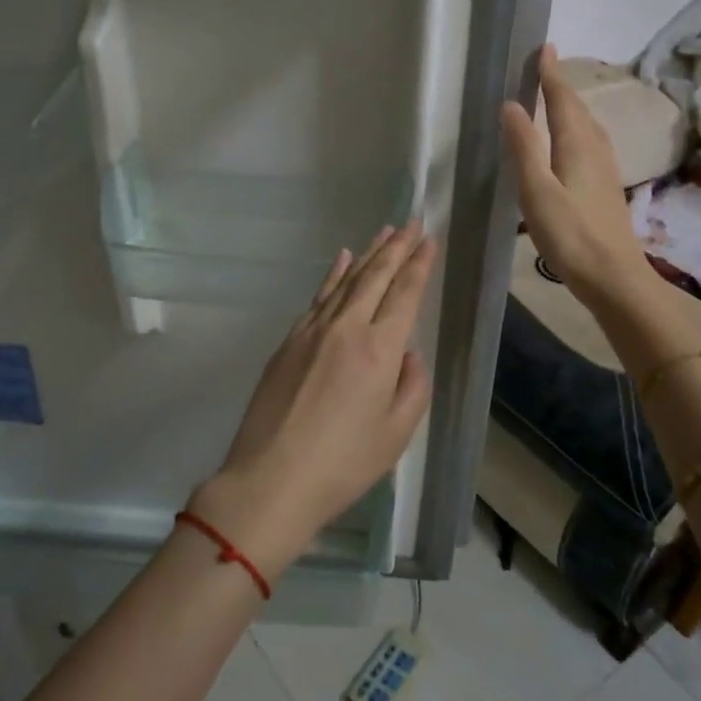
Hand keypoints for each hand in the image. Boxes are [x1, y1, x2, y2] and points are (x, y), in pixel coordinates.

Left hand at [188, 223, 437, 575]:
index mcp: (380, 350)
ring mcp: (312, 331)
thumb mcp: (396, 434)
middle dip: (396, 247)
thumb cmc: (343, 464)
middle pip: (375, 276)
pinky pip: (318, 296)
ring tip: (384, 232)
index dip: (419, 264)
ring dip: (367, 254)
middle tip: (411, 222)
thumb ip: (412, 387)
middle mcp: (347, 329)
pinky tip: (341, 260)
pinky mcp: (288, 341)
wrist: (271, 478)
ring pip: (346, 280)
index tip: (428, 238)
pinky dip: (333, 275)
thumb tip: (407, 354)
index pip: (405, 294)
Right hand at [501, 44, 647, 305]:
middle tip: (544, 66)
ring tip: (554, 96)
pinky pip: (589, 142)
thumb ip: (524, 147)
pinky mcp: (605, 187)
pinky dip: (575, 129)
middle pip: (577, 109)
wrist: (614, 277)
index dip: (551, 74)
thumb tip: (512, 104)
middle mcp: (595, 149)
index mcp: (577, 144)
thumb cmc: (571, 234)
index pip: (562, 99)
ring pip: (586, 125)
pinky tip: (570, 142)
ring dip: (570, 106)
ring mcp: (604, 168)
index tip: (544, 48)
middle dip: (560, 85)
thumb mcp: (537, 190)